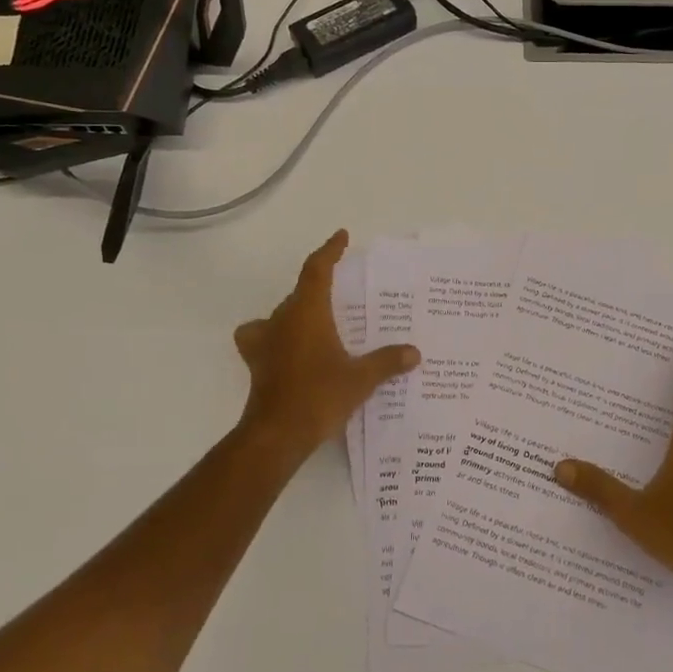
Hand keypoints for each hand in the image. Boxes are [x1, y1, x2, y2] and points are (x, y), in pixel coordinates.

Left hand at [233, 230, 417, 467]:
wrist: (276, 435)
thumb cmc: (318, 396)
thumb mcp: (360, 379)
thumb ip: (387, 362)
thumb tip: (414, 353)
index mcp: (307, 313)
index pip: (317, 269)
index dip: (329, 251)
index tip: (341, 236)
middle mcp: (282, 320)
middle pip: (300, 291)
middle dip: (320, 286)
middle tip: (344, 290)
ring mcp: (265, 342)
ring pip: (281, 314)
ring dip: (297, 312)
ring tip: (318, 320)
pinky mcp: (257, 364)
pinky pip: (264, 338)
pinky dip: (274, 337)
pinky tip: (289, 350)